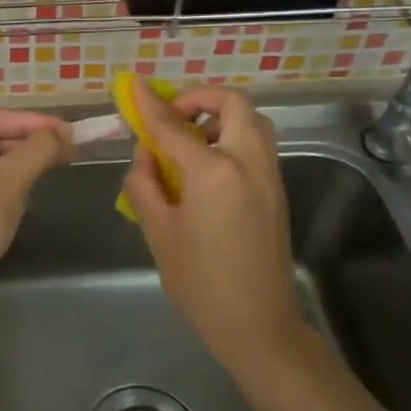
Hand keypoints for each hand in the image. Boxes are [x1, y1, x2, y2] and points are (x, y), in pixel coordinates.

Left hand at [0, 109, 73, 304]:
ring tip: (53, 168)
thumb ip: (39, 150)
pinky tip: (26, 194)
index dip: (31, 121)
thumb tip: (64, 134)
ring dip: (18, 163)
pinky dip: (3, 184)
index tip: (66, 131)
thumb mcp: (9, 180)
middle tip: (66, 150)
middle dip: (27, 142)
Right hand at [121, 78, 302, 367]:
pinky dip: (233, 136)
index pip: (175, 125)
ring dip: (221, 116)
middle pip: (232, 104)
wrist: (258, 325)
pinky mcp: (276, 191)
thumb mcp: (158, 233)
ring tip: (190, 142)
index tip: (134, 86)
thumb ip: (145, 184)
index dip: (151, 104)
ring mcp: (268, 176)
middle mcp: (247, 163)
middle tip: (173, 116)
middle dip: (200, 98)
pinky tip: (207, 167)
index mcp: (214, 172)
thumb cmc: (200, 282)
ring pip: (252, 121)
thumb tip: (146, 155)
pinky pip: (257, 145)